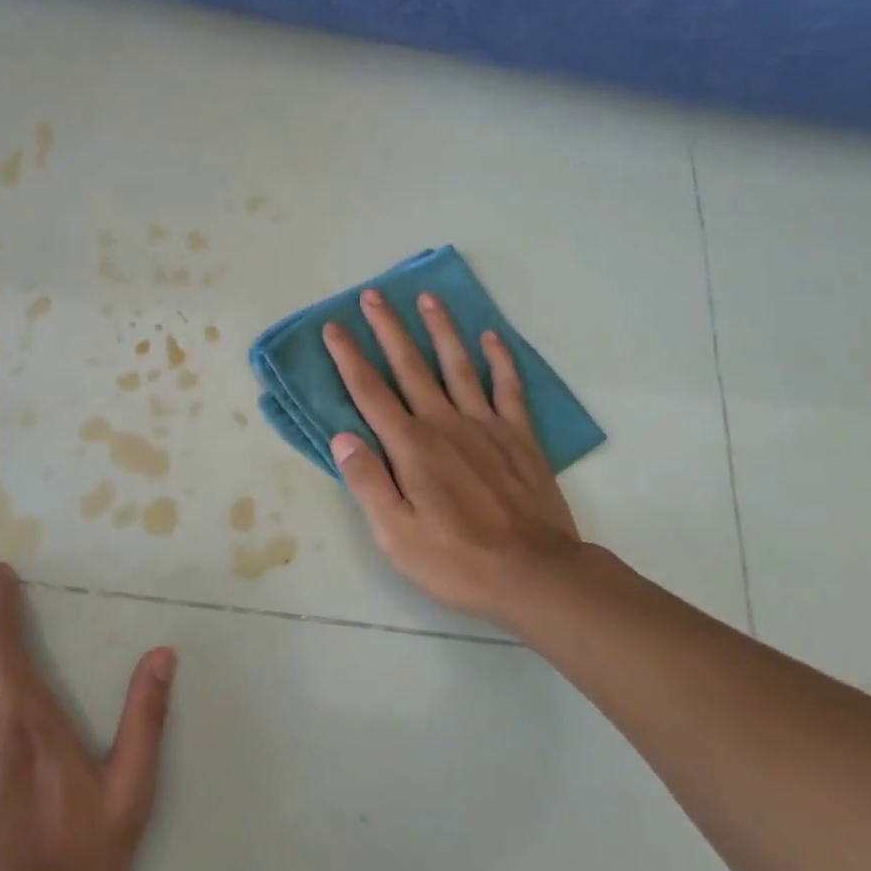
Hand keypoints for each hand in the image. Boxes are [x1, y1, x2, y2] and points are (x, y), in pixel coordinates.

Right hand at [323, 289, 584, 626]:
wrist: (536, 575)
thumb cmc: (457, 560)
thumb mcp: (396, 535)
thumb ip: (368, 482)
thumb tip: (341, 436)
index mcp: (411, 447)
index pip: (369, 393)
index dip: (348, 357)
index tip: (333, 327)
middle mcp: (445, 424)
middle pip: (410, 367)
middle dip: (388, 329)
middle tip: (374, 295)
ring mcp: (486, 425)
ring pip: (458, 366)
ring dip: (441, 330)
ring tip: (428, 299)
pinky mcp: (519, 437)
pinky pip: (508, 388)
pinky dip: (500, 360)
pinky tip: (491, 337)